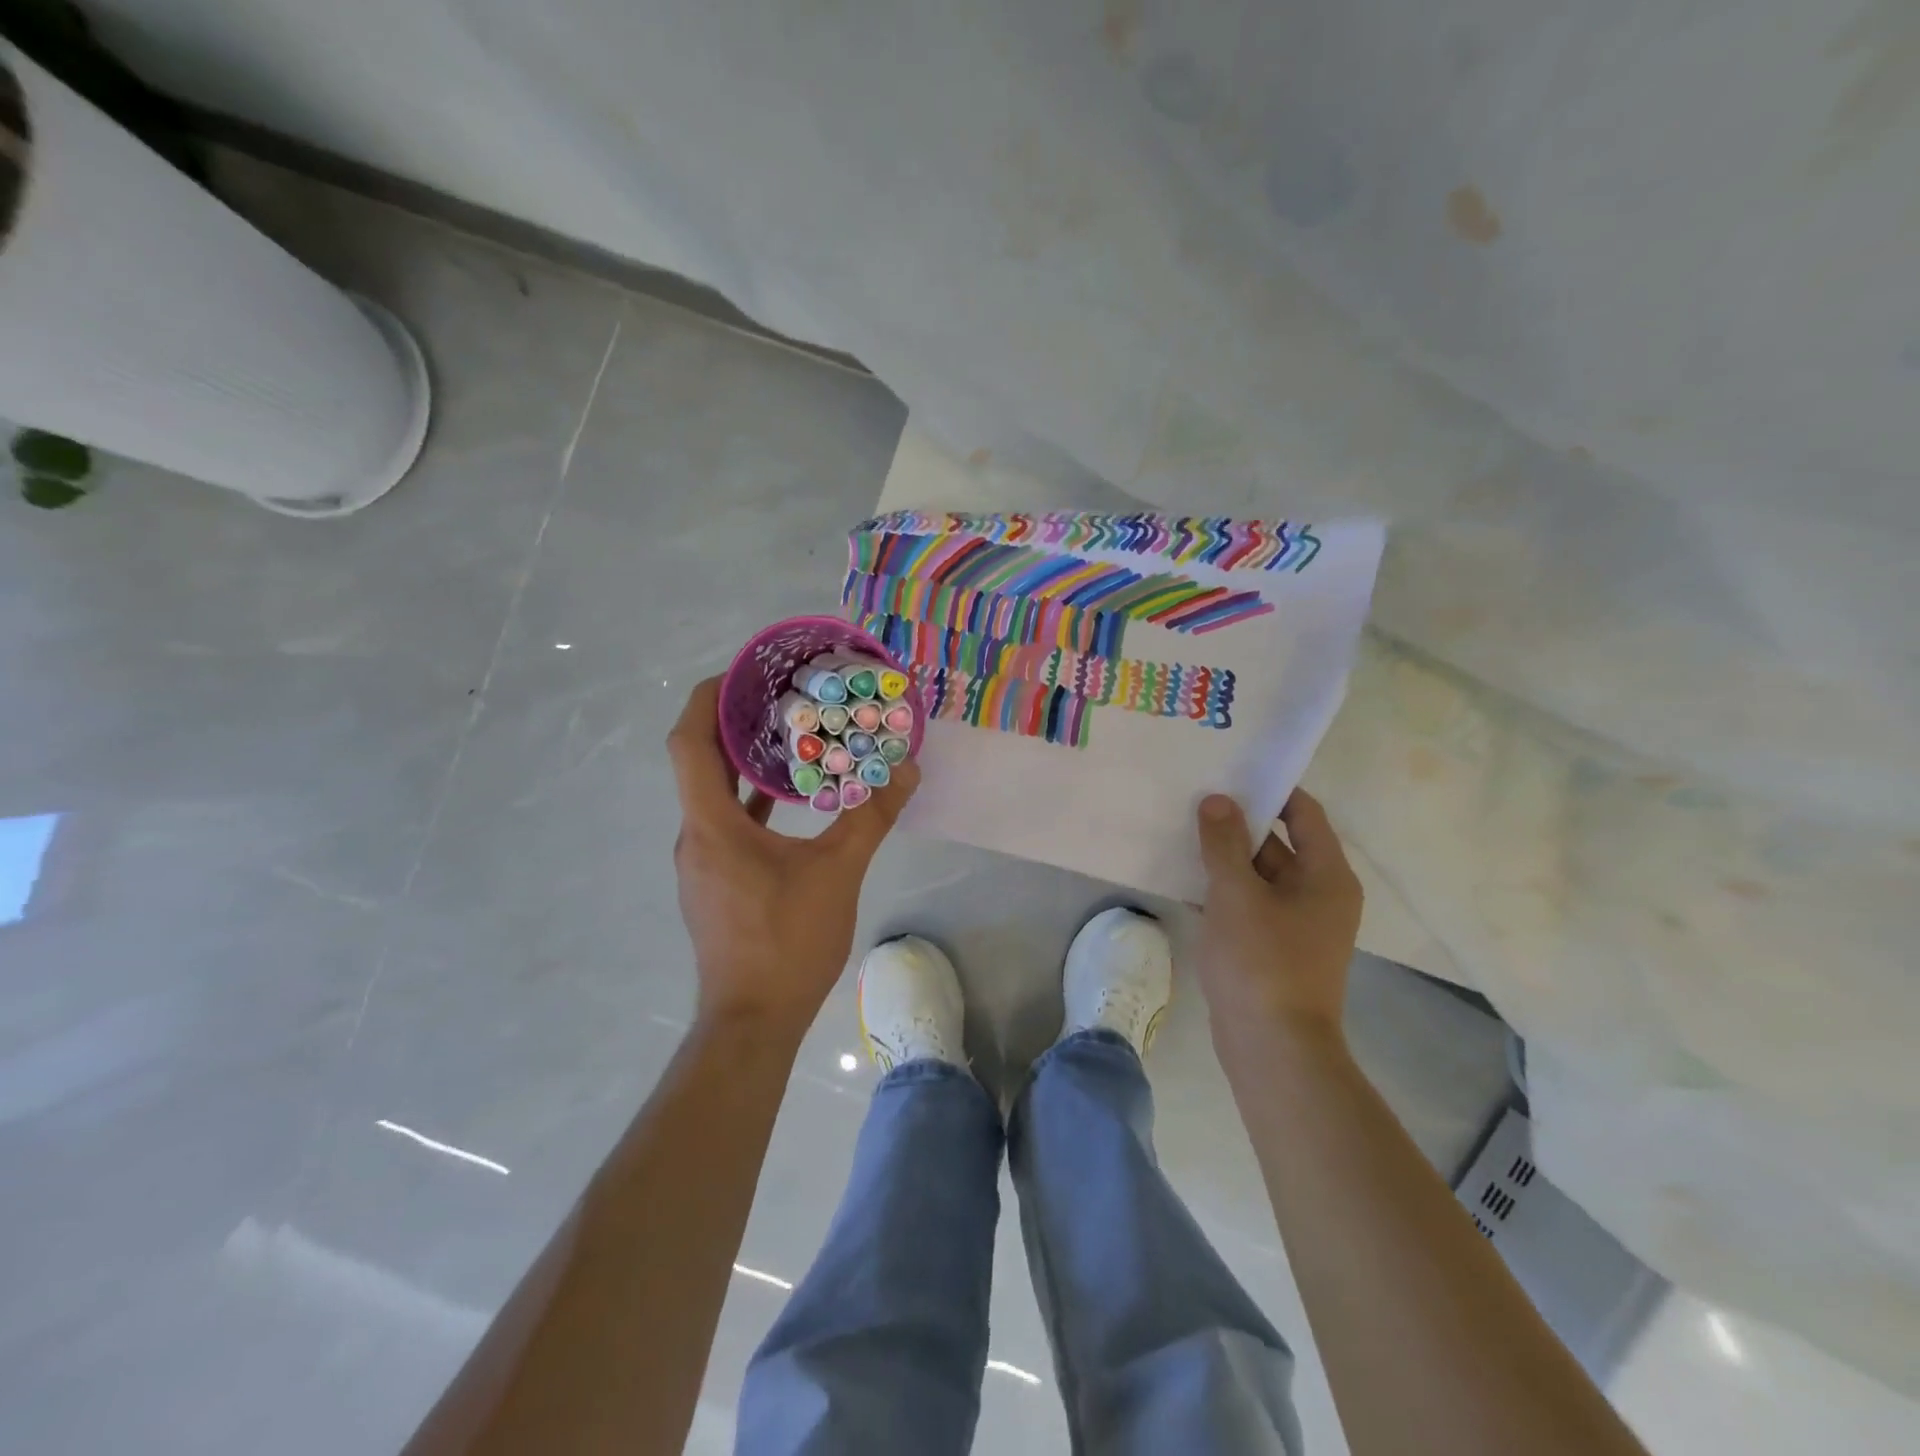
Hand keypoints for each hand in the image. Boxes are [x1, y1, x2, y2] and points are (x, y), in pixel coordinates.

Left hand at [668, 677, 919, 1037]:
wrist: (753, 1021)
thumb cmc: (787, 941)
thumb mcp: (837, 873)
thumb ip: (869, 818)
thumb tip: (905, 772)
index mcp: (712, 825)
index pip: (689, 744)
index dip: (705, 699)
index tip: (740, 672)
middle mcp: (696, 836)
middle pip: (700, 763)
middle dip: (732, 723)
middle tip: (778, 693)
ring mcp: (703, 862)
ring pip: (714, 795)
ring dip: (743, 762)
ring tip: (788, 733)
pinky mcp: (716, 883)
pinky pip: (727, 824)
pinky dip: (751, 800)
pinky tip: (789, 797)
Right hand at [1194, 788, 1362, 1045]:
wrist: (1272, 1048)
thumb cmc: (1262, 962)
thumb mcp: (1236, 894)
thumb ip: (1224, 844)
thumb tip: (1218, 800)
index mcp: (1326, 876)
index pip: (1304, 814)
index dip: (1272, 789)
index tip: (1231, 772)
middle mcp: (1319, 895)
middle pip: (1279, 843)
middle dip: (1239, 823)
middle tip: (1195, 799)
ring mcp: (1297, 924)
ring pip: (1259, 876)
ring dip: (1226, 858)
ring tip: (1182, 831)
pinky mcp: (1274, 948)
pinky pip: (1249, 904)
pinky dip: (1223, 890)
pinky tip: (1184, 879)